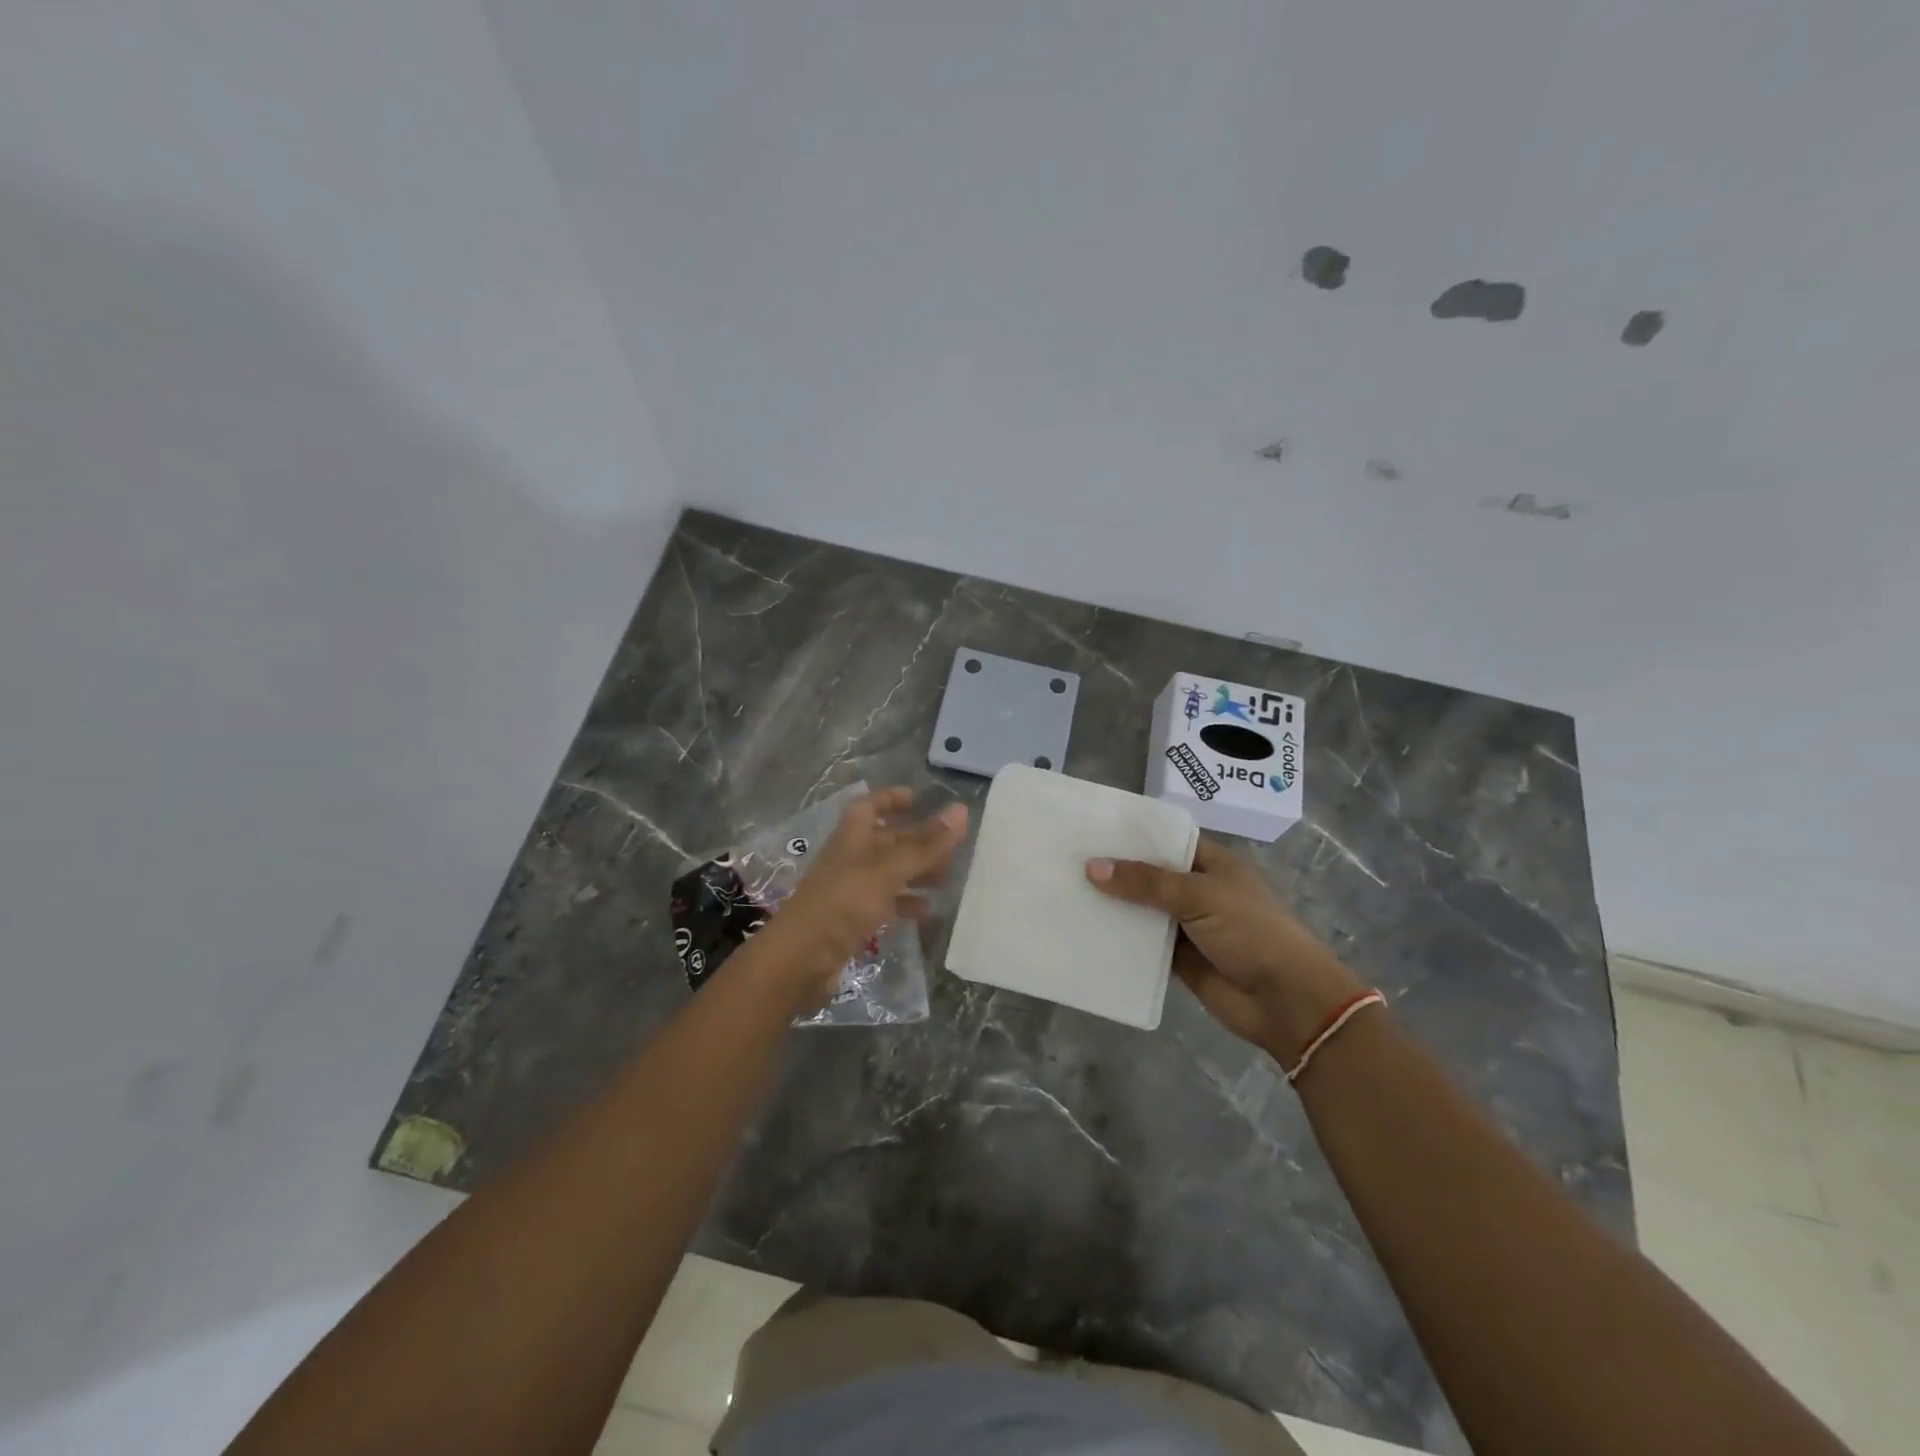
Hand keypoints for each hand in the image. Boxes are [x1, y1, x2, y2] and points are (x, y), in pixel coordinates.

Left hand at [748, 788, 967, 1008]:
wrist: (799, 960)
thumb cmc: (842, 904)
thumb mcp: (887, 871)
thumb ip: (925, 845)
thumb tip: (962, 810)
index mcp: (852, 837)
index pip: (870, 806)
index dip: (891, 799)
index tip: (918, 799)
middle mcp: (850, 859)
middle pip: (885, 841)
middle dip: (916, 841)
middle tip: (951, 848)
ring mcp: (850, 891)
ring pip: (888, 873)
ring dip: (915, 873)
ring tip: (946, 879)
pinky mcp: (852, 921)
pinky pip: (884, 905)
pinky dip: (905, 904)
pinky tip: (927, 912)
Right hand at [1086, 838, 1362, 1062]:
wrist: (1287, 1002)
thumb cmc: (1252, 932)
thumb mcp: (1201, 896)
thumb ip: (1147, 882)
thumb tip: (1093, 867)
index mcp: (1214, 864)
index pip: (1168, 840)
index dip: (1134, 836)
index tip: (1092, 830)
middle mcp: (1200, 891)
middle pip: (1151, 876)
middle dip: (1117, 871)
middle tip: (1068, 861)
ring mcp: (1190, 927)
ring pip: (1144, 911)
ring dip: (1115, 907)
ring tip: (1067, 893)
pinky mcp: (1180, 960)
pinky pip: (1145, 946)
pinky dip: (1122, 941)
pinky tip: (1086, 933)